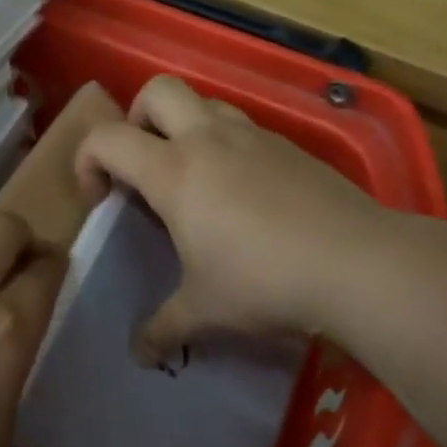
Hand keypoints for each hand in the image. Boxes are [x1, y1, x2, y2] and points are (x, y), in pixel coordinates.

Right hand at [76, 75, 396, 358]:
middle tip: (145, 168)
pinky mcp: (291, 147)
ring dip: (186, 127)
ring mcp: (255, 137)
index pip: (107, 139)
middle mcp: (210, 139)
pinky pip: (245, 128)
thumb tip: (140, 356)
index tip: (103, 201)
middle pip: (157, 90)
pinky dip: (229, 146)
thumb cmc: (263, 282)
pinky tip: (245, 195)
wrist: (357, 263)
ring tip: (195, 179)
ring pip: (206, 102)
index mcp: (174, 172)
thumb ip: (163, 329)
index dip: (88, 162)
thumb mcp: (204, 311)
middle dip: (138, 120)